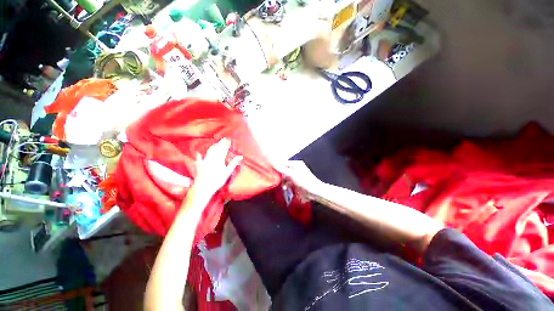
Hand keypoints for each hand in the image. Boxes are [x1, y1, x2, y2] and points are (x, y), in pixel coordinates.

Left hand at [193, 138, 242, 197]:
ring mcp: (204, 160)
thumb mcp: (228, 172)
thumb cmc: (218, 180)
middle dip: (220, 143)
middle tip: (223, 139)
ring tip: (216, 144)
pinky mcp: (199, 165)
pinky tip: (199, 153)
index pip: (223, 149)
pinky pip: (199, 158)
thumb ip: (234, 163)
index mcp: (219, 159)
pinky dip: (200, 155)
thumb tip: (240, 156)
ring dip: (213, 146)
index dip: (226, 144)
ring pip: (209, 151)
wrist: (204, 187)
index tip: (228, 140)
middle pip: (216, 148)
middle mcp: (211, 157)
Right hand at [275, 161, 323, 198]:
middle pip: (284, 171)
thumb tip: (273, 163)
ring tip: (284, 187)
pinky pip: (289, 182)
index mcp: (296, 164)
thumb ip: (282, 169)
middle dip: (281, 176)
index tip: (272, 172)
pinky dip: (287, 185)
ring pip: (286, 177)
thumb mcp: (292, 174)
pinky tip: (286, 188)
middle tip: (278, 181)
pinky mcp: (297, 182)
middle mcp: (296, 168)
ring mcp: (296, 176)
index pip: (284, 163)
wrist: (314, 191)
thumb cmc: (304, 181)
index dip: (278, 167)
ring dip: (284, 182)